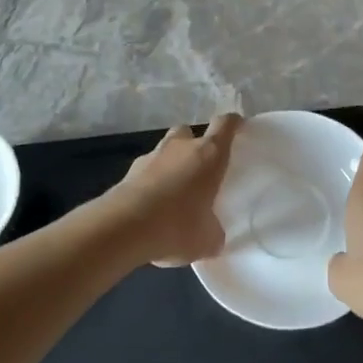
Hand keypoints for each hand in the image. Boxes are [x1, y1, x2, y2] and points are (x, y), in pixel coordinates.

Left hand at [100, 112, 242, 265]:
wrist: (123, 228)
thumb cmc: (177, 225)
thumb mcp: (208, 239)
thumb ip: (214, 231)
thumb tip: (213, 234)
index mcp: (209, 154)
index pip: (226, 124)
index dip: (233, 124)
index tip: (238, 128)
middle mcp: (181, 147)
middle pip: (189, 132)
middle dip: (194, 144)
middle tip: (200, 168)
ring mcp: (152, 156)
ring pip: (165, 149)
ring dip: (170, 163)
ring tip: (173, 192)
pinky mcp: (128, 172)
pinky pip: (146, 171)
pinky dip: (150, 182)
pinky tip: (151, 207)